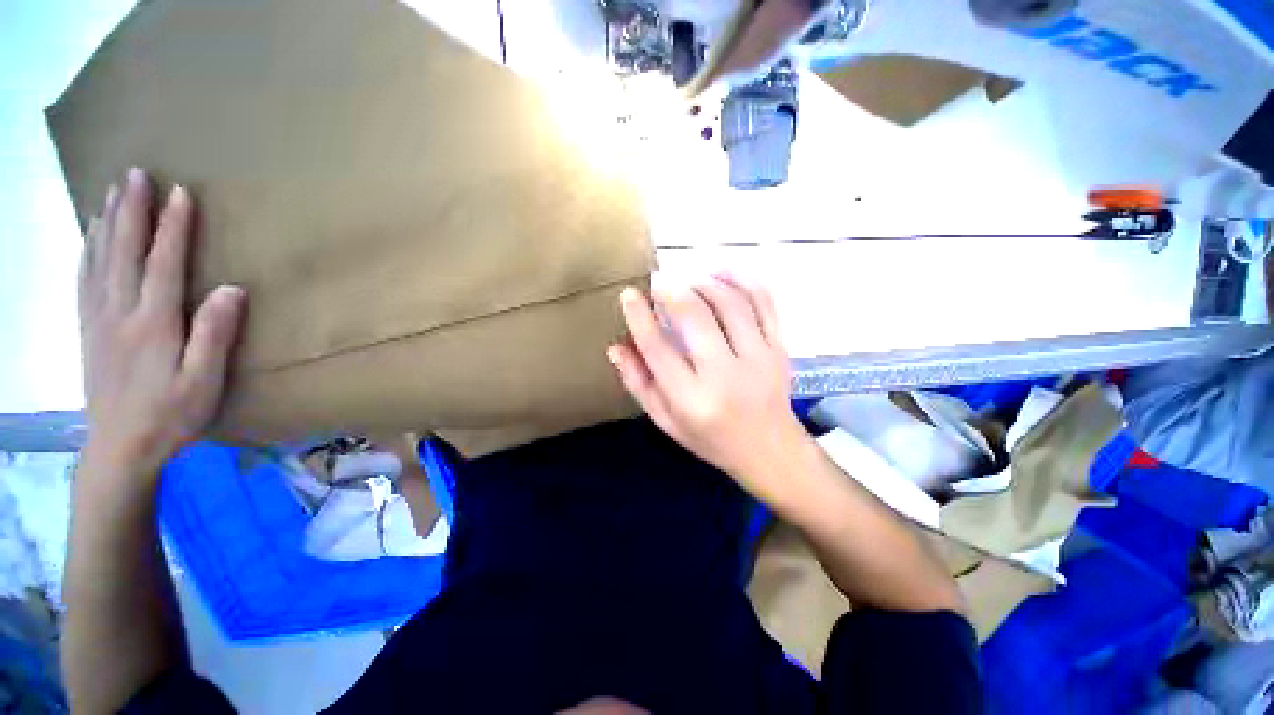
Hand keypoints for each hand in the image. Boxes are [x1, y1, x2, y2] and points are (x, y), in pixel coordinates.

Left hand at [79, 167, 245, 480]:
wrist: (119, 448)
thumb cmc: (170, 416)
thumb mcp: (203, 382)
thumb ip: (214, 335)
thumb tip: (232, 289)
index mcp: (152, 324)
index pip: (163, 265)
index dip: (172, 228)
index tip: (180, 193)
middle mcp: (119, 312)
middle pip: (123, 252)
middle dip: (130, 210)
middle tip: (134, 173)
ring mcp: (98, 319)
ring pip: (99, 259)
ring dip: (106, 221)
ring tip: (111, 191)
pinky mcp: (88, 329)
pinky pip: (85, 279)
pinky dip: (87, 249)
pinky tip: (90, 234)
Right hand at [609, 274, 809, 502]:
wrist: (769, 449)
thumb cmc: (710, 438)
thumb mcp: (666, 421)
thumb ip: (639, 384)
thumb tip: (616, 347)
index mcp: (691, 399)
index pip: (658, 348)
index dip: (639, 316)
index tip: (629, 294)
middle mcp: (724, 375)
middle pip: (694, 316)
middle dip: (671, 291)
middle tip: (659, 287)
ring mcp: (758, 358)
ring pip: (729, 302)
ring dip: (703, 283)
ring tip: (688, 283)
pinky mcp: (778, 347)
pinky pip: (763, 302)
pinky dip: (741, 280)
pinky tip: (722, 274)